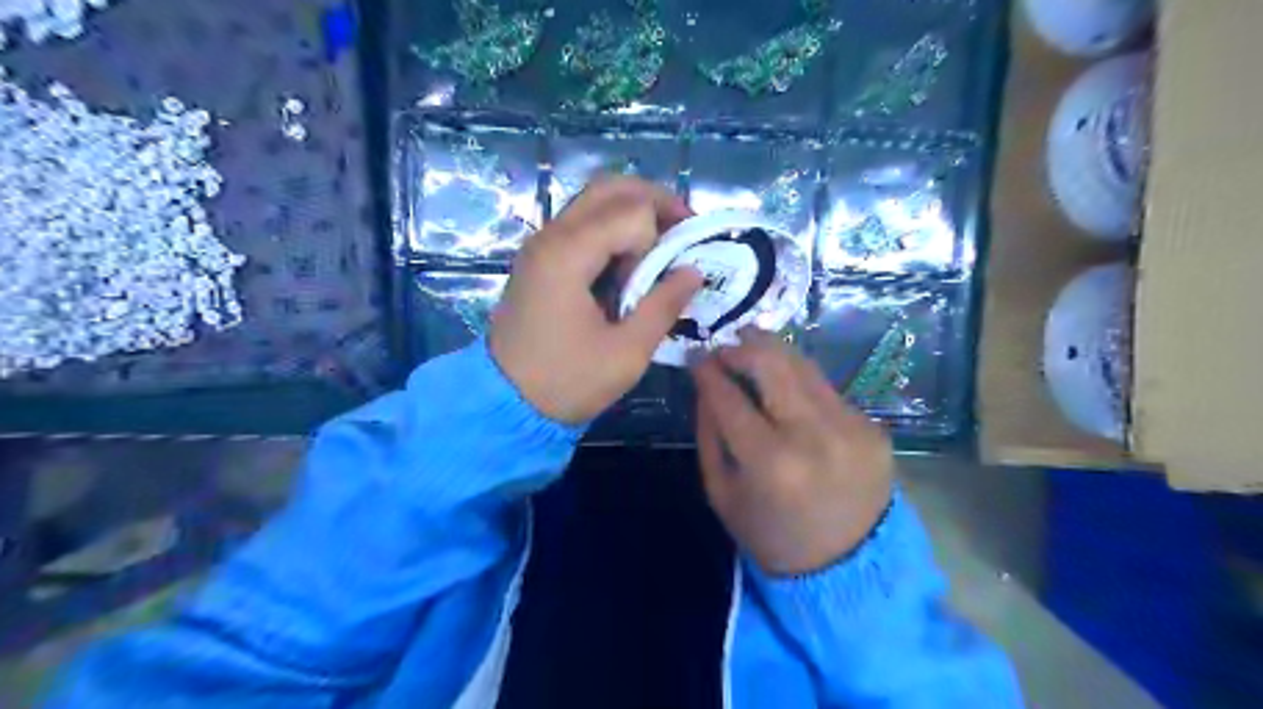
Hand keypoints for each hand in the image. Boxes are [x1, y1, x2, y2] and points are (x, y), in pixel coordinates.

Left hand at [490, 174, 707, 422]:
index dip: (665, 235)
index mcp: (568, 255)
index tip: (680, 269)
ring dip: (633, 213)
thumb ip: (663, 306)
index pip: (632, 212)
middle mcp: (550, 236)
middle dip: (655, 201)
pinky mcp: (539, 259)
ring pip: (594, 201)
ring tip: (662, 247)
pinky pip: (581, 224)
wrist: (504, 403)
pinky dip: (612, 229)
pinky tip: (630, 261)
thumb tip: (694, 271)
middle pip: (610, 188)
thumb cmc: (566, 382)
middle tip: (684, 231)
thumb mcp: (626, 353)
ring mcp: (541, 245)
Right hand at [689, 328, 896, 576]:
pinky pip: (826, 391)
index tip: (695, 356)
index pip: (729, 398)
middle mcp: (814, 435)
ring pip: (805, 367)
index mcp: (770, 462)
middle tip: (727, 342)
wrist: (848, 568)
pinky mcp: (873, 427)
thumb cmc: (771, 535)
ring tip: (753, 346)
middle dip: (744, 346)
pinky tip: (788, 389)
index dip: (708, 371)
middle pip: (774, 365)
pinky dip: (800, 383)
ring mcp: (851, 427)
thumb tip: (705, 383)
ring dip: (774, 353)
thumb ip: (709, 434)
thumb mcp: (722, 493)